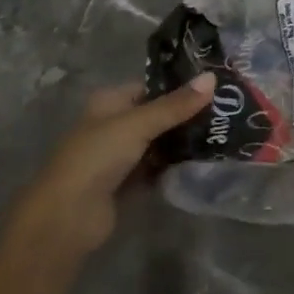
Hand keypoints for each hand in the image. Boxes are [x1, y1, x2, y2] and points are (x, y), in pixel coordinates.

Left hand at [6, 74, 214, 268]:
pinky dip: (173, 165)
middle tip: (225, 112)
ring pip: (158, 142)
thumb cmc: (98, 157)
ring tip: (221, 134)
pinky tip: (201, 162)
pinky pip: (156, 168)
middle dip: (185, 116)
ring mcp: (119, 155)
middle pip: (156, 115)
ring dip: (182, 141)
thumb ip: (176, 105)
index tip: (215, 87)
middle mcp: (113, 124)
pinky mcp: (126, 183)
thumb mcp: (138, 124)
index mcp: (109, 102)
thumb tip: (213, 77)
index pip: (150, 87)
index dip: (179, 87)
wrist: (68, 217)